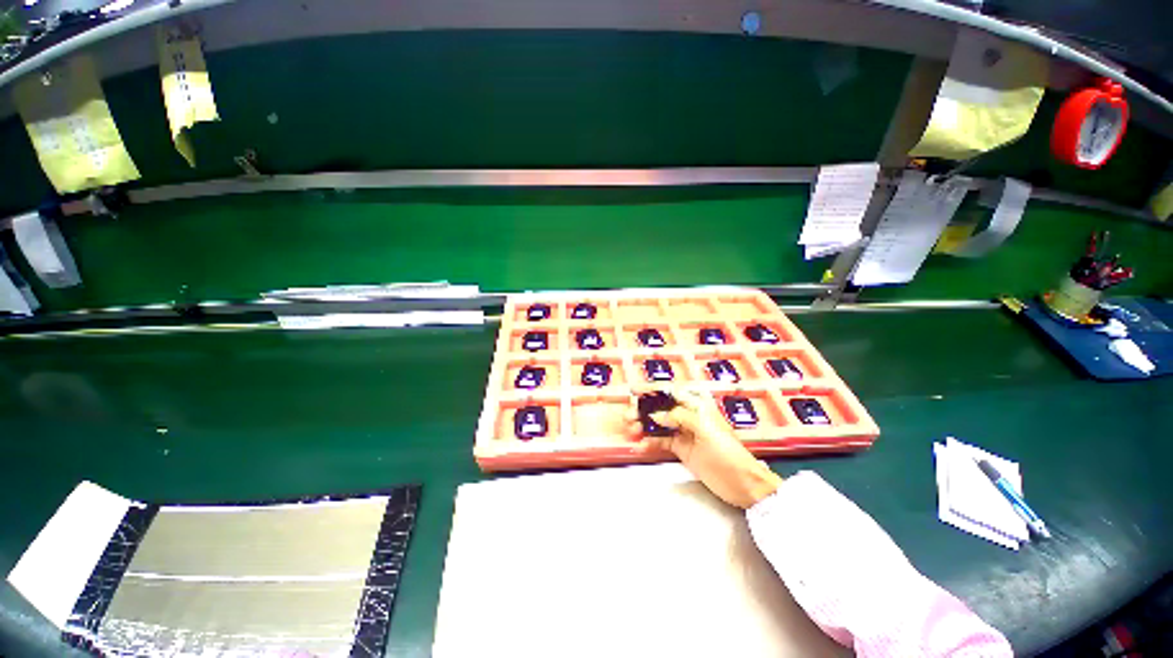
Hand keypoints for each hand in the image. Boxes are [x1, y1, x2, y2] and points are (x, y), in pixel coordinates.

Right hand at [625, 388, 782, 508]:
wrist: (742, 483)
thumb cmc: (727, 451)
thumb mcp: (705, 429)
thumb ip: (680, 417)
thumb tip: (656, 415)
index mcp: (696, 405)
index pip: (670, 393)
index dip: (651, 390)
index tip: (633, 391)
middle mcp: (688, 415)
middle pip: (661, 408)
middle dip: (643, 410)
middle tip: (628, 416)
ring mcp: (683, 432)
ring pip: (658, 424)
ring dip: (643, 426)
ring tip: (630, 430)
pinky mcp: (681, 448)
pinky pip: (662, 442)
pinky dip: (650, 442)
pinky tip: (641, 446)